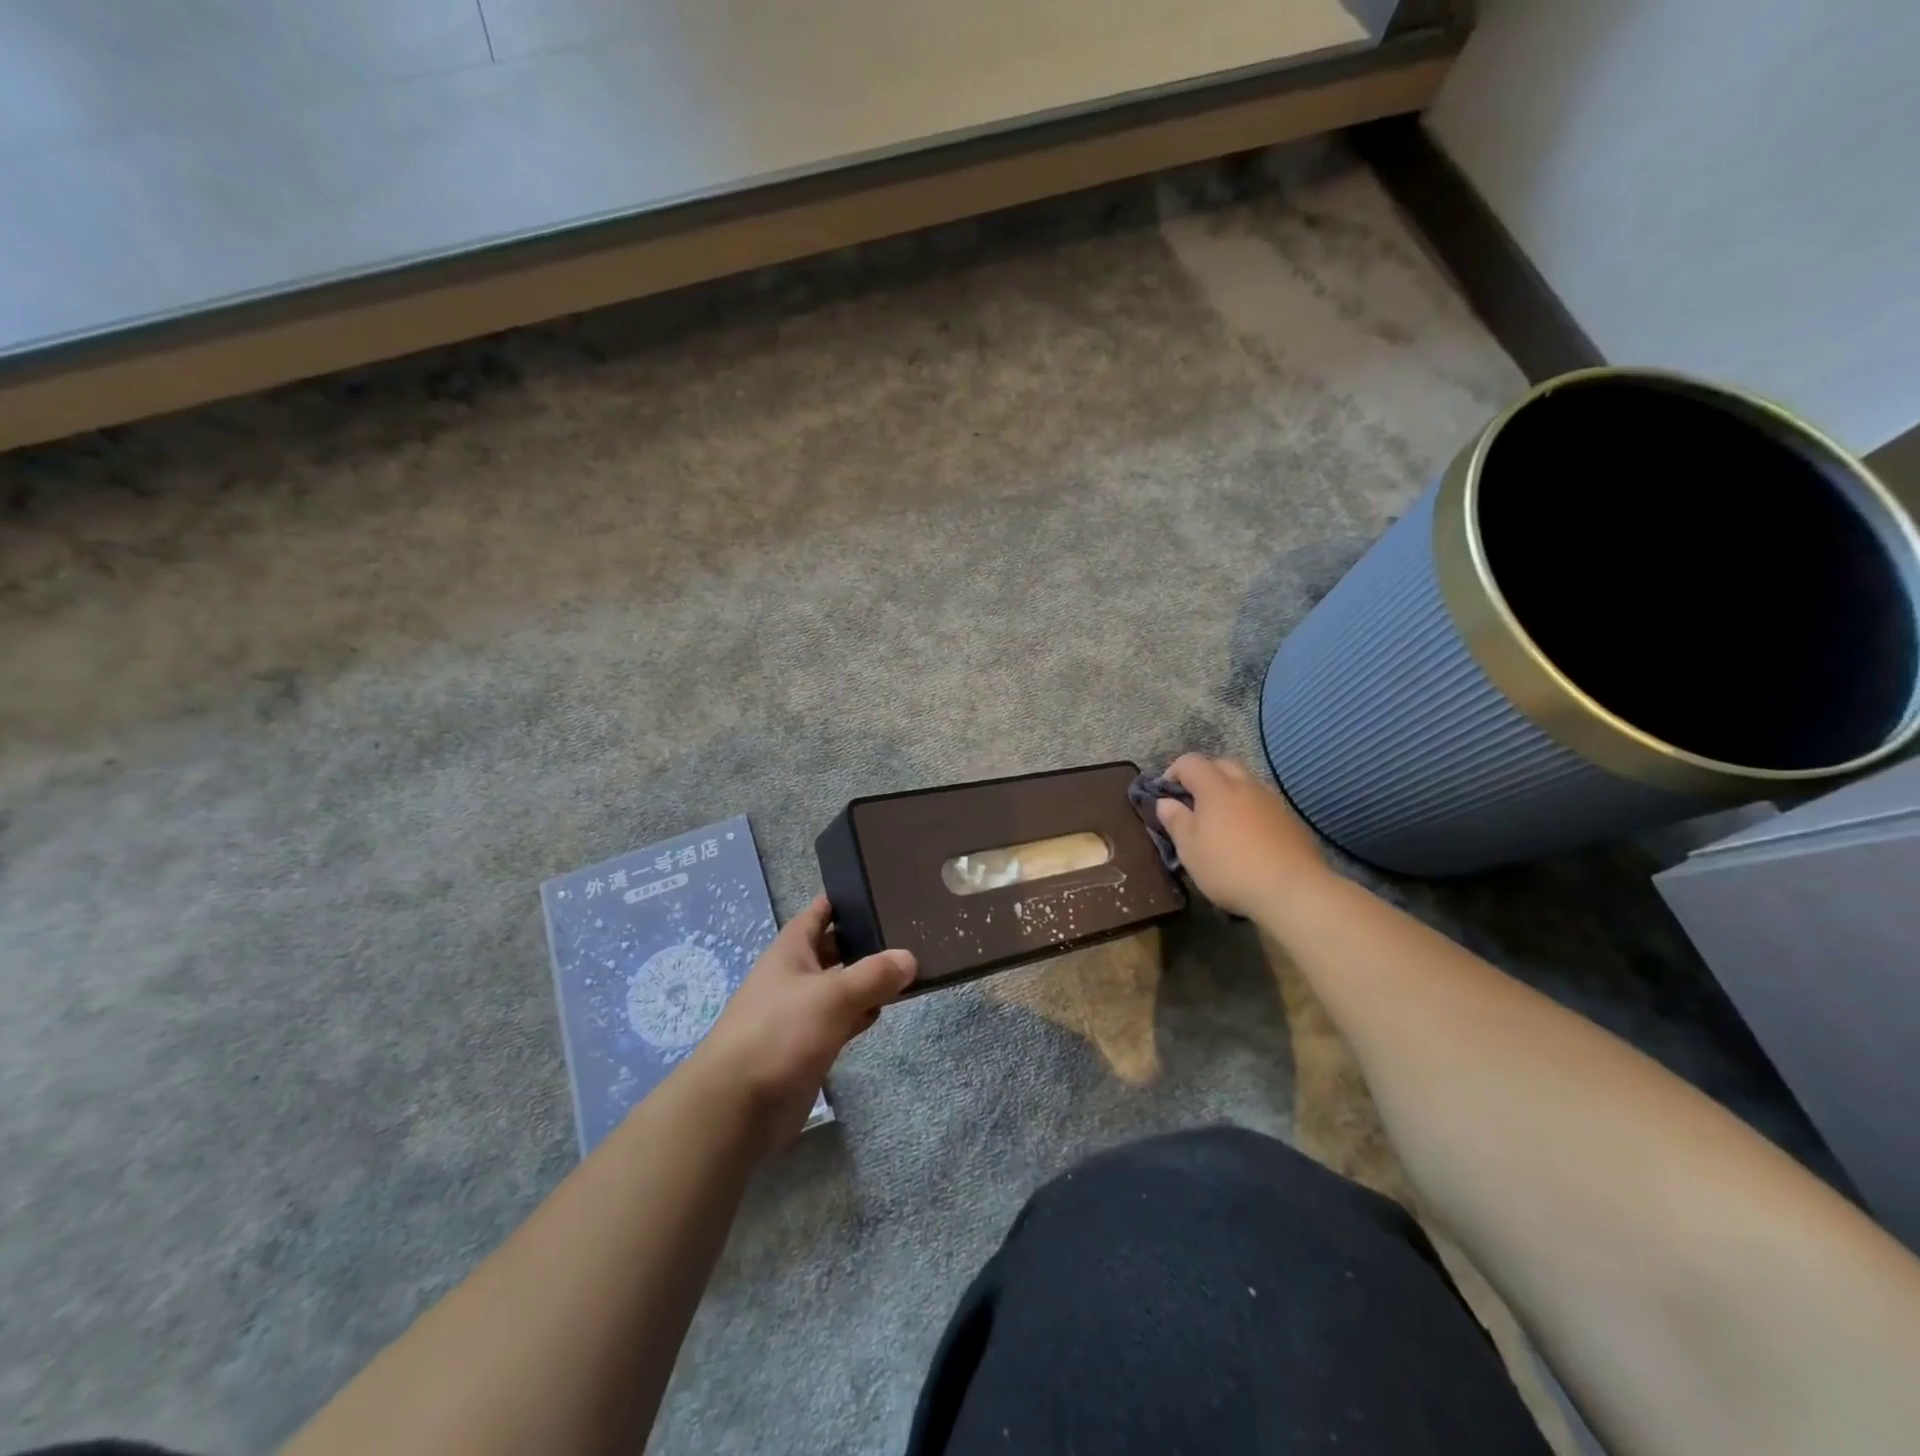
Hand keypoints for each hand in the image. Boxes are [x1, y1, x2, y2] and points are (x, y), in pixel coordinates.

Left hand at [691, 894, 915, 1150]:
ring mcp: (802, 1010)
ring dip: (869, 978)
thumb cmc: (780, 1033)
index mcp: (791, 950)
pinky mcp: (810, 1043)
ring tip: (911, 964)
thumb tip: (909, 958)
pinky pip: (843, 1017)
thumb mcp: (832, 995)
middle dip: (866, 939)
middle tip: (912, 928)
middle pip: (835, 947)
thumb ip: (874, 975)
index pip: (820, 911)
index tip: (882, 886)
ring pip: (842, 984)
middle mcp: (796, 974)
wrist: (738, 1106)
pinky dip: (863, 1011)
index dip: (846, 897)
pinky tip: (888, 1007)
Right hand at [1156, 754, 1330, 918]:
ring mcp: (1272, 800)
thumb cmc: (1229, 868)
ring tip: (1222, 819)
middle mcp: (1245, 785)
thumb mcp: (1189, 849)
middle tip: (1194, 802)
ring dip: (1230, 791)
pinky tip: (1248, 835)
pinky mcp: (1291, 819)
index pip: (1190, 762)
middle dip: (1204, 776)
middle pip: (1222, 764)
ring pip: (1246, 781)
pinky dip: (1250, 808)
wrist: (1292, 890)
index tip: (1166, 795)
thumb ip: (1175, 820)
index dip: (1173, 772)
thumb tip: (1165, 802)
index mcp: (1216, 788)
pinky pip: (1264, 802)